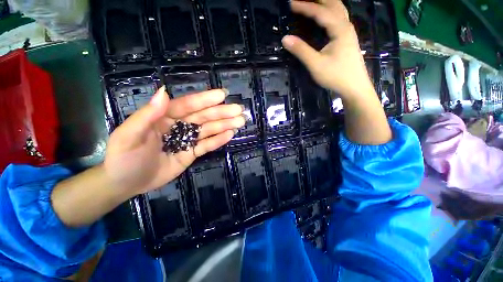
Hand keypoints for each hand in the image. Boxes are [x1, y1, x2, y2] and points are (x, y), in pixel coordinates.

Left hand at [104, 87, 244, 196]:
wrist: (126, 183)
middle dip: (222, 113)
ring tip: (240, 122)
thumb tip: (164, 92)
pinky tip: (230, 135)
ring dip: (225, 125)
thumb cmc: (123, 158)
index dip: (205, 100)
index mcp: (164, 116)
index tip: (222, 95)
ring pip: (209, 130)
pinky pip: (207, 145)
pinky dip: (219, 140)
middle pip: (203, 117)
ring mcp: (187, 139)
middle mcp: (179, 125)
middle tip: (239, 110)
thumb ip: (147, 115)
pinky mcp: (191, 152)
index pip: (188, 105)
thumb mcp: (129, 136)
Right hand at [282, 0, 373, 97]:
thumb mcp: (316, 64)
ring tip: (312, 2)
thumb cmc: (336, 76)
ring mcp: (348, 31)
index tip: (291, 3)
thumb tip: (285, 39)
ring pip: (338, 8)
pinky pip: (339, 17)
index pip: (320, 12)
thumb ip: (301, 51)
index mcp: (339, 29)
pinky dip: (330, 10)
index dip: (305, 6)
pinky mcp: (348, 38)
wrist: (354, 87)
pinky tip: (325, 14)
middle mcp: (346, 25)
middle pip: (333, 3)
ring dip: (325, 2)